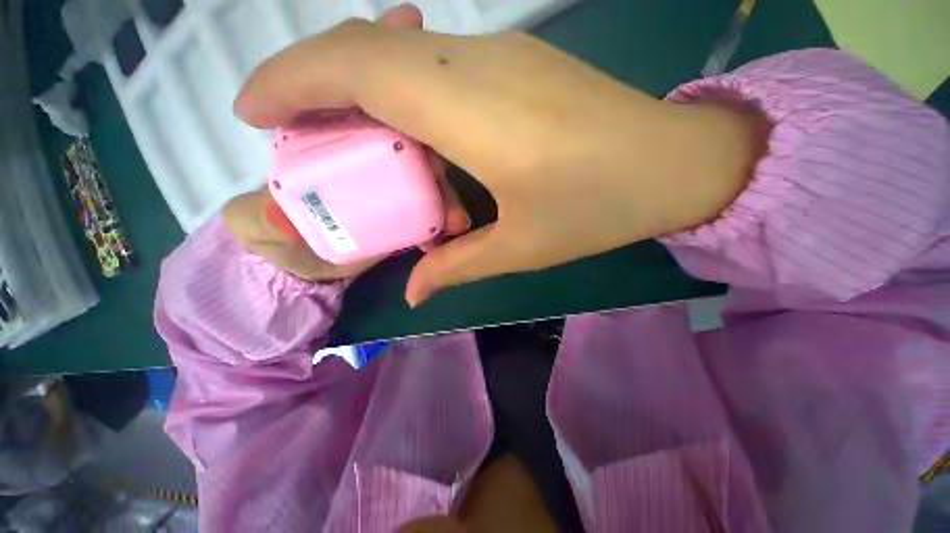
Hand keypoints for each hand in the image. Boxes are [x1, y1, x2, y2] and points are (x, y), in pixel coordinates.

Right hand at [235, 4, 766, 304]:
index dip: (292, 79)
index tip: (253, 111)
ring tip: (345, 144)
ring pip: (400, 55)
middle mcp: (475, 66)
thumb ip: (458, 264)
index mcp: (471, 112)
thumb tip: (416, 289)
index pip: (356, 67)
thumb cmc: (599, 207)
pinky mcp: (516, 64)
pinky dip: (401, 95)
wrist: (671, 164)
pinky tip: (411, 138)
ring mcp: (499, 57)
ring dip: (357, 92)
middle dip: (312, 83)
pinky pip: (436, 68)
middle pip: (367, 50)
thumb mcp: (521, 248)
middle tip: (290, 133)